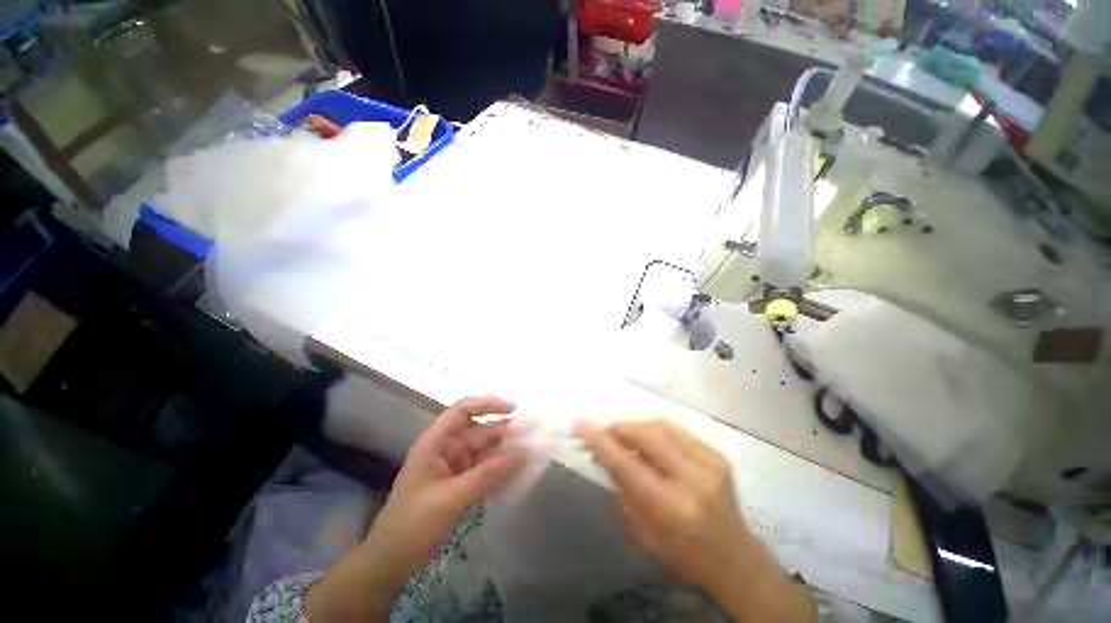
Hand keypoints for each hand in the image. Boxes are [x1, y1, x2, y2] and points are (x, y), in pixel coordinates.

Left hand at [306, 397, 524, 621]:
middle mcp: (446, 449)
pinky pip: (484, 470)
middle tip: (529, 436)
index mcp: (436, 442)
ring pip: (484, 451)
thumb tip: (522, 454)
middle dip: (502, 431)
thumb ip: (487, 475)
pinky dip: (499, 469)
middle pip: (478, 430)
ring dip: (504, 452)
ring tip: (529, 453)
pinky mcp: (460, 484)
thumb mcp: (451, 497)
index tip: (511, 409)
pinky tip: (516, 472)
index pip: (462, 410)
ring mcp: (454, 467)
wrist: (391, 562)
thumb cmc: (413, 524)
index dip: (486, 404)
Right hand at [576, 420, 816, 621]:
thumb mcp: (643, 532)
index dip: (602, 441)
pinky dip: (656, 430)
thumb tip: (602, 453)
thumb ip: (622, 488)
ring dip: (637, 427)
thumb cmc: (683, 555)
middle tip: (603, 430)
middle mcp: (692, 480)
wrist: (735, 558)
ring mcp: (709, 464)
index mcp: (671, 509)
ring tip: (623, 434)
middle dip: (620, 428)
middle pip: (647, 436)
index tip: (582, 425)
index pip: (627, 465)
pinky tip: (648, 439)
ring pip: (662, 427)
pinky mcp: (717, 456)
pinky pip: (677, 431)